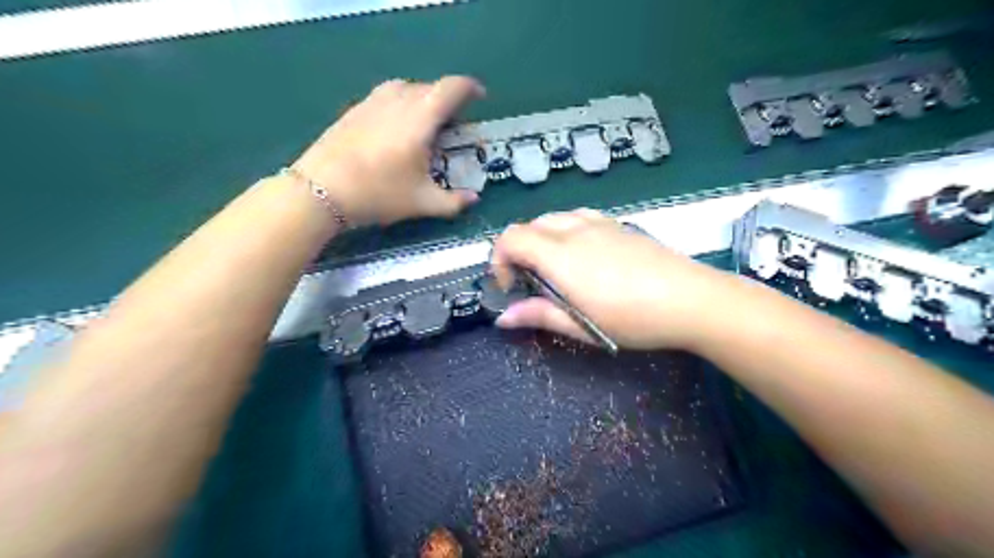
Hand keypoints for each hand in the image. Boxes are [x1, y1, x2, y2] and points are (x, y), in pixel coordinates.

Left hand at [293, 75, 485, 227]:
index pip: (451, 88)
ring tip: (425, 123)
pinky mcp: (354, 109)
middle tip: (453, 125)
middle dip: (447, 100)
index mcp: (421, 118)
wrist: (321, 190)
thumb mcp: (422, 203)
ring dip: (423, 99)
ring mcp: (373, 101)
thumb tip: (474, 200)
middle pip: (430, 87)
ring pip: (406, 88)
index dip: (470, 88)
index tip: (479, 97)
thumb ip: (453, 202)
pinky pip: (387, 96)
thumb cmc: (379, 194)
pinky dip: (401, 104)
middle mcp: (398, 101)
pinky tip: (395, 129)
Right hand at [490, 207, 735, 348]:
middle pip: (530, 225)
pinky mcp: (618, 225)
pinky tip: (583, 253)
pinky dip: (566, 230)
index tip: (510, 286)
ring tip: (555, 267)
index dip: (499, 259)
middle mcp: (575, 231)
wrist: (691, 299)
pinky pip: (579, 216)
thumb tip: (502, 318)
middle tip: (530, 281)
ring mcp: (599, 224)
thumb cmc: (633, 319)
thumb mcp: (581, 326)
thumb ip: (539, 315)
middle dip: (519, 250)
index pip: (510, 238)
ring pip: (554, 217)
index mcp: (560, 257)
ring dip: (542, 238)